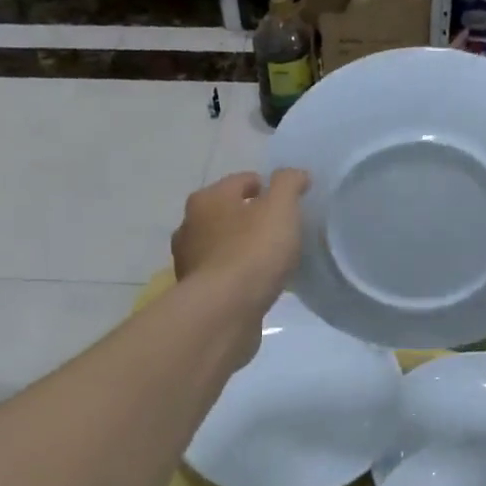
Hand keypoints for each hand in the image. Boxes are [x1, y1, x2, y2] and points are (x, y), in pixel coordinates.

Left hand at [171, 170, 307, 312]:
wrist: (224, 311)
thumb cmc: (253, 252)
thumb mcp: (280, 208)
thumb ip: (289, 184)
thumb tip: (295, 174)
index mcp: (207, 199)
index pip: (241, 181)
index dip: (267, 187)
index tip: (289, 204)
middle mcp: (190, 226)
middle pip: (227, 213)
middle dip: (250, 219)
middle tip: (280, 232)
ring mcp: (190, 262)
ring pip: (222, 246)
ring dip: (242, 249)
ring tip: (270, 261)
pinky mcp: (196, 293)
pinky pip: (223, 275)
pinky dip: (237, 276)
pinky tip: (256, 285)